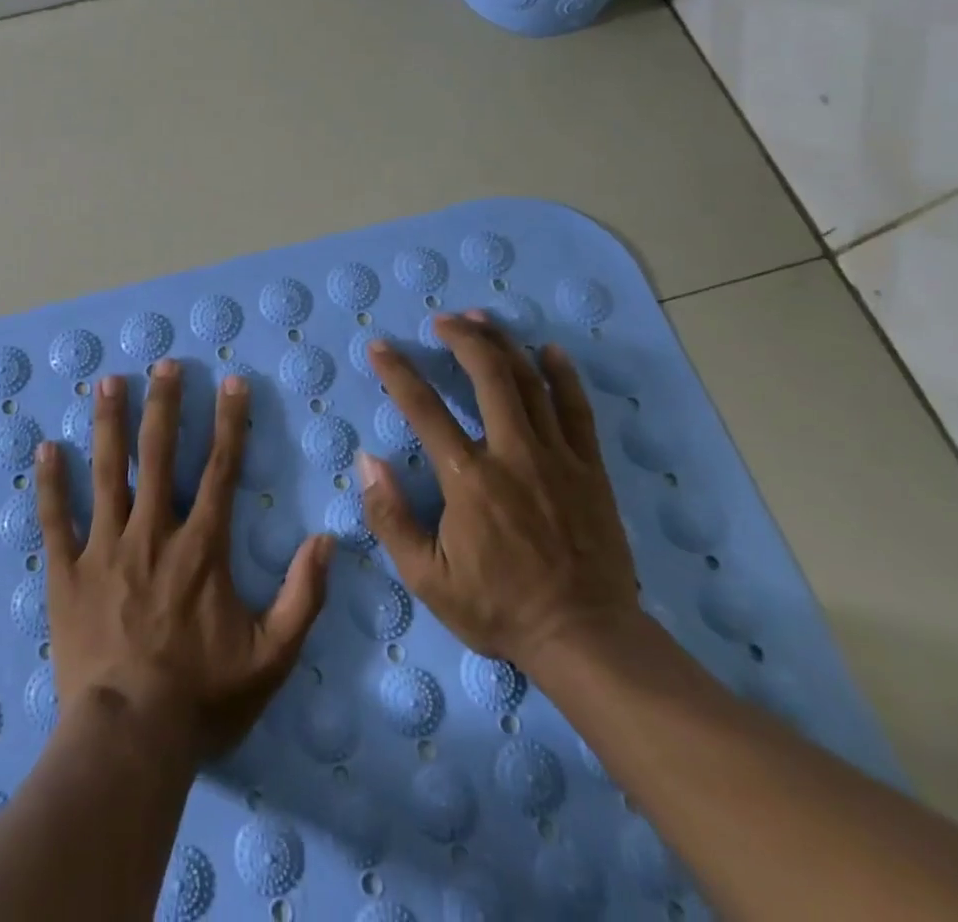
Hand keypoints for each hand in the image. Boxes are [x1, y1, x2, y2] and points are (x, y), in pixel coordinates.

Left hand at [36, 360, 332, 759]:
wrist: (129, 737)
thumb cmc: (201, 698)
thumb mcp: (271, 657)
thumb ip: (304, 597)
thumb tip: (329, 540)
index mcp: (201, 547)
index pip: (221, 469)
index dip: (230, 422)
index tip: (232, 382)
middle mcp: (152, 532)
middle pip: (159, 454)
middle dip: (164, 405)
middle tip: (162, 364)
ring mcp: (105, 547)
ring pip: (107, 472)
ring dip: (109, 424)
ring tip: (107, 382)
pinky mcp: (68, 571)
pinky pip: (55, 519)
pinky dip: (50, 483)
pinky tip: (46, 448)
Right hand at [359, 312, 638, 668]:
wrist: (585, 638)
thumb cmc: (499, 607)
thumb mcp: (427, 578)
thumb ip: (391, 518)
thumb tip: (367, 461)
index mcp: (468, 478)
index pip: (424, 409)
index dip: (398, 372)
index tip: (380, 347)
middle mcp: (512, 453)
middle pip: (486, 376)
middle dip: (461, 339)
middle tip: (442, 320)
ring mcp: (556, 457)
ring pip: (529, 383)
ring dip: (503, 344)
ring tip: (482, 319)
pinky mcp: (590, 469)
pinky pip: (577, 410)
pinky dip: (563, 375)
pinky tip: (549, 351)